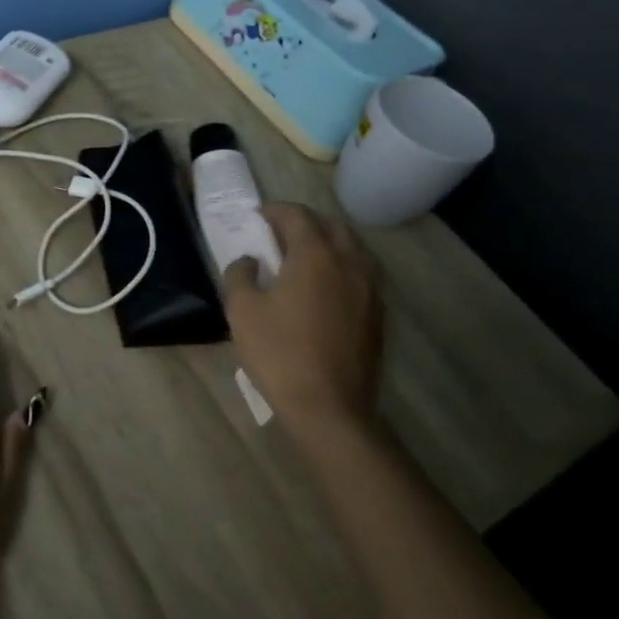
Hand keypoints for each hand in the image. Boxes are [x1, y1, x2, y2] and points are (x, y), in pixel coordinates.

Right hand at [221, 203, 384, 439]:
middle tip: (279, 233)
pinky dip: (342, 265)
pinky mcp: (378, 313)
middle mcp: (349, 262)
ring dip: (328, 241)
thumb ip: (240, 274)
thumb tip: (249, 261)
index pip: (297, 215)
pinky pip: (362, 272)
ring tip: (304, 256)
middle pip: (331, 225)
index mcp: (315, 255)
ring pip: (353, 247)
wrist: (330, 408)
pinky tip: (324, 285)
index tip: (257, 217)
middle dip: (305, 221)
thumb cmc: (280, 353)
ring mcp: (370, 288)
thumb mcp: (242, 310)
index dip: (275, 210)